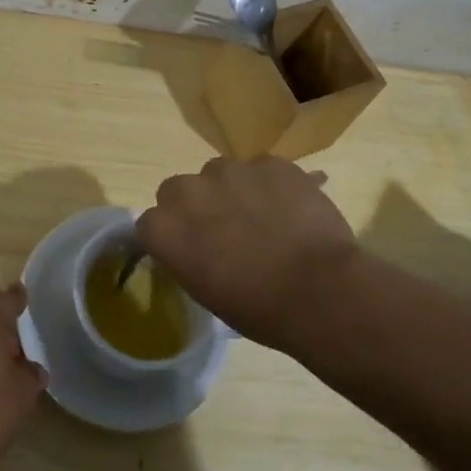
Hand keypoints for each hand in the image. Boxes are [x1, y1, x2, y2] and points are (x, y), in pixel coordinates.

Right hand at [137, 157, 357, 348]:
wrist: (319, 291)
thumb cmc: (258, 308)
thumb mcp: (205, 291)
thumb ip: (189, 256)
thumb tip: (199, 246)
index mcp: (165, 228)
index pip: (151, 223)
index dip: (171, 235)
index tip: (190, 249)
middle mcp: (189, 190)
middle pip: (179, 189)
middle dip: (195, 205)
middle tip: (223, 230)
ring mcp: (231, 171)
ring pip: (220, 173)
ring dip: (232, 190)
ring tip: (261, 217)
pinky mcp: (270, 162)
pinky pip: (262, 169)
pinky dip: (270, 184)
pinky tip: (290, 209)